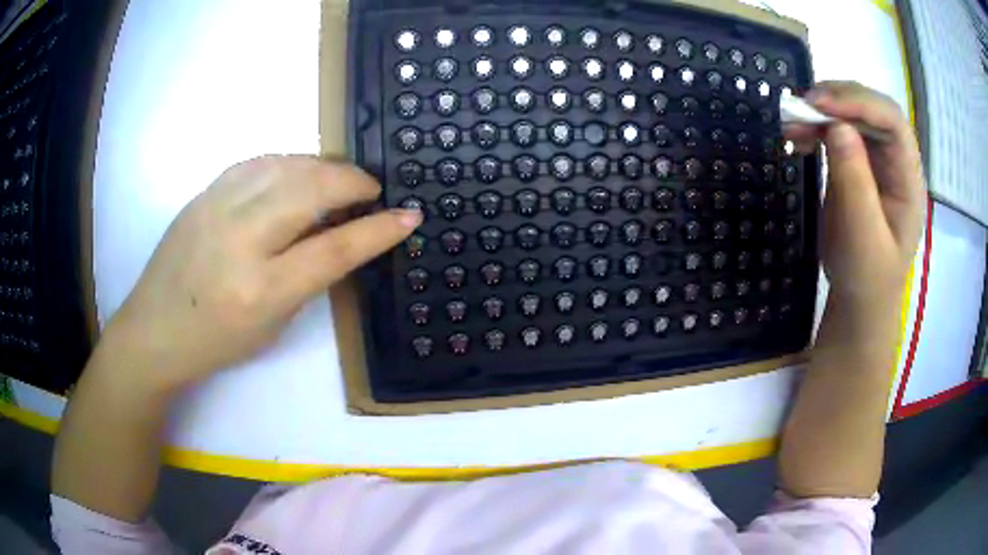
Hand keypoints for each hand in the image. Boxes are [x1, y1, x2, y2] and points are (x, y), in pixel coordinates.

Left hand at [101, 156, 420, 392]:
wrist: (154, 330)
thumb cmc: (216, 342)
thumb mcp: (272, 325)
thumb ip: (309, 277)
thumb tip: (342, 234)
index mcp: (260, 290)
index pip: (333, 249)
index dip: (377, 230)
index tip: (408, 215)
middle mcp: (239, 240)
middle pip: (311, 189)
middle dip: (353, 181)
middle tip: (371, 190)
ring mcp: (217, 208)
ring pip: (286, 164)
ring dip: (324, 166)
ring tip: (338, 179)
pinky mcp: (204, 193)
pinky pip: (258, 161)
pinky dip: (289, 161)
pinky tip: (298, 172)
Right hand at [785, 81, 924, 303]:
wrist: (860, 298)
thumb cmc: (867, 278)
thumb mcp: (862, 239)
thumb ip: (855, 183)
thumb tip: (837, 126)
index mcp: (909, 181)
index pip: (894, 123)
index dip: (860, 104)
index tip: (820, 106)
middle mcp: (897, 161)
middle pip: (873, 109)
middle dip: (838, 100)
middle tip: (802, 107)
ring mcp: (878, 160)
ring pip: (853, 114)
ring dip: (822, 110)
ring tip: (792, 122)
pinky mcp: (859, 163)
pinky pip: (838, 129)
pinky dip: (816, 125)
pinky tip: (798, 136)